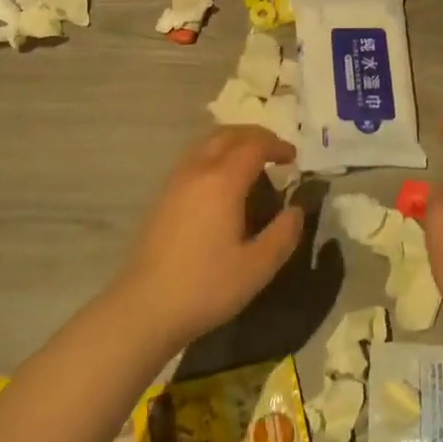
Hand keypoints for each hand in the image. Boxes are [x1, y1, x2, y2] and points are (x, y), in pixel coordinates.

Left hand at [111, 127, 304, 349]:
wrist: (146, 306)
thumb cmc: (206, 286)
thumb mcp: (257, 267)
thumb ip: (283, 234)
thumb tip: (296, 210)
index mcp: (222, 181)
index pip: (253, 146)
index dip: (277, 146)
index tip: (294, 159)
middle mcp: (196, 171)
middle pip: (227, 135)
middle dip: (254, 136)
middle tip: (275, 152)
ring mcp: (175, 182)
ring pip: (206, 144)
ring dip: (232, 143)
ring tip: (251, 164)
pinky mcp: (162, 196)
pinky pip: (193, 159)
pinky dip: (214, 156)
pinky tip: (222, 183)